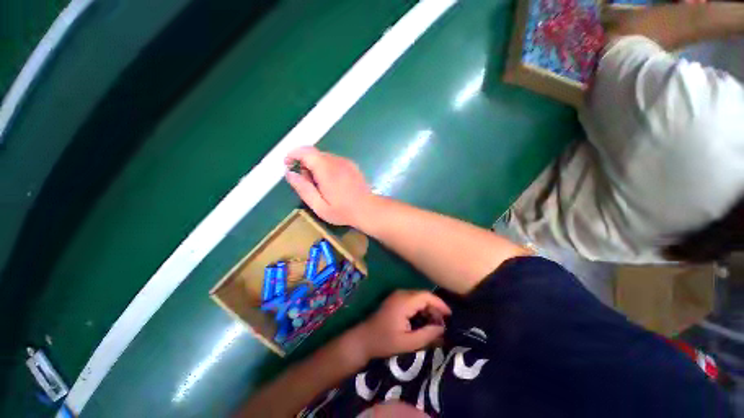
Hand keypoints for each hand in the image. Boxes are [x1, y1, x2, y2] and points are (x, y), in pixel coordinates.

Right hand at [285, 147, 373, 226]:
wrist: (368, 209)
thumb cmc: (343, 211)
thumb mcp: (319, 206)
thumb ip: (303, 189)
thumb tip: (289, 173)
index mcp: (326, 169)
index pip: (306, 151)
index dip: (293, 154)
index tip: (288, 165)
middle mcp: (336, 161)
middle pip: (315, 154)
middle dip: (305, 164)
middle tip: (306, 182)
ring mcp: (346, 162)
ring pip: (324, 158)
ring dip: (316, 167)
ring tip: (320, 186)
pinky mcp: (352, 165)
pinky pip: (334, 161)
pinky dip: (327, 168)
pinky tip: (332, 184)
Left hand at [352, 290, 450, 358]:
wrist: (364, 339)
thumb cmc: (384, 341)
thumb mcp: (407, 342)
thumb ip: (427, 335)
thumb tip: (442, 328)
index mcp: (404, 302)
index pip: (426, 296)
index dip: (440, 304)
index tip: (450, 316)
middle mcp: (401, 294)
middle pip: (423, 296)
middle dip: (435, 308)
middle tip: (443, 324)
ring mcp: (397, 296)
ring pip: (418, 298)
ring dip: (428, 309)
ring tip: (435, 325)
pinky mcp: (395, 300)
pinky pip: (412, 301)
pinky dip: (420, 309)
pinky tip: (423, 322)